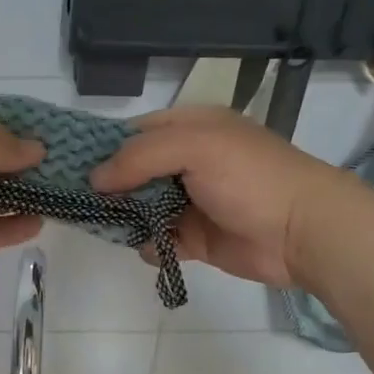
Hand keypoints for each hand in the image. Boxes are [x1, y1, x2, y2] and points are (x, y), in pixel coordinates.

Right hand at [90, 106, 335, 288]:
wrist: (303, 231)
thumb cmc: (251, 178)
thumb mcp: (195, 148)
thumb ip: (140, 157)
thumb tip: (95, 179)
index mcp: (191, 128)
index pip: (135, 132)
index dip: (104, 147)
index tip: (70, 166)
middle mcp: (187, 162)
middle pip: (132, 172)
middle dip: (108, 187)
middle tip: (80, 201)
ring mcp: (190, 201)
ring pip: (140, 207)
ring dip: (124, 217)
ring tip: (108, 225)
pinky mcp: (195, 238)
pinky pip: (157, 239)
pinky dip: (149, 244)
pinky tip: (152, 245)